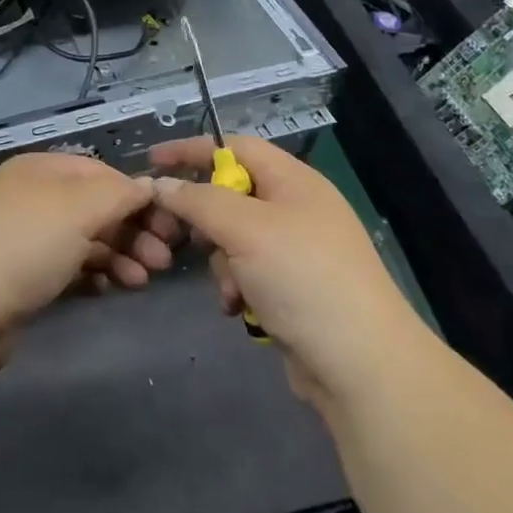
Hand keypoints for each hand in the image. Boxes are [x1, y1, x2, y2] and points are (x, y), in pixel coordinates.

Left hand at [0, 152, 161, 368]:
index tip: (170, 225)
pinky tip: (108, 290)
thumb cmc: (21, 245)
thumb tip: (146, 186)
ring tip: (141, 281)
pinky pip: (65, 268)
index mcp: (42, 169)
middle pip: (94, 207)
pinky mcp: (16, 278)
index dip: (137, 195)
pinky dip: (91, 275)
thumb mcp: (78, 208)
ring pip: (82, 240)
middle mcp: (31, 197)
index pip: (102, 173)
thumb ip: (118, 194)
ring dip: (118, 255)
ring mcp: (21, 238)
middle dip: (133, 230)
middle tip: (164, 261)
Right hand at [148, 136, 422, 409]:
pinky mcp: (294, 289)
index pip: (234, 147)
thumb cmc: (303, 278)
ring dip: (222, 263)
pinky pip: (249, 273)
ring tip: (232, 290)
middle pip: (231, 195)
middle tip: (177, 238)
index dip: (192, 150)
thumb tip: (161, 184)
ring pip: (235, 239)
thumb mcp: (246, 229)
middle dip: (205, 220)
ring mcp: (297, 251)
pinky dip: (238, 287)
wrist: (361, 364)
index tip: (152, 160)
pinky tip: (240, 310)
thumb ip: (198, 201)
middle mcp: (296, 208)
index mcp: (294, 180)